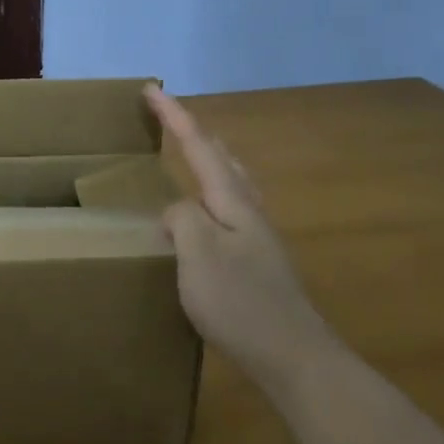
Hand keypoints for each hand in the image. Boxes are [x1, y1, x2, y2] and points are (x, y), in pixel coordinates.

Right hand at [145, 84, 324, 397]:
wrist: (291, 355)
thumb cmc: (240, 301)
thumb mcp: (198, 254)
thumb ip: (182, 218)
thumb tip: (177, 210)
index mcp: (233, 201)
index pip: (199, 146)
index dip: (174, 116)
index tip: (151, 88)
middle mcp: (249, 210)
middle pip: (222, 157)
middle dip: (194, 132)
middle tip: (169, 117)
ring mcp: (256, 236)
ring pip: (231, 182)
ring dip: (208, 159)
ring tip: (190, 153)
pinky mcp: (256, 261)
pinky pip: (228, 208)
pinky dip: (210, 193)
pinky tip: (204, 215)